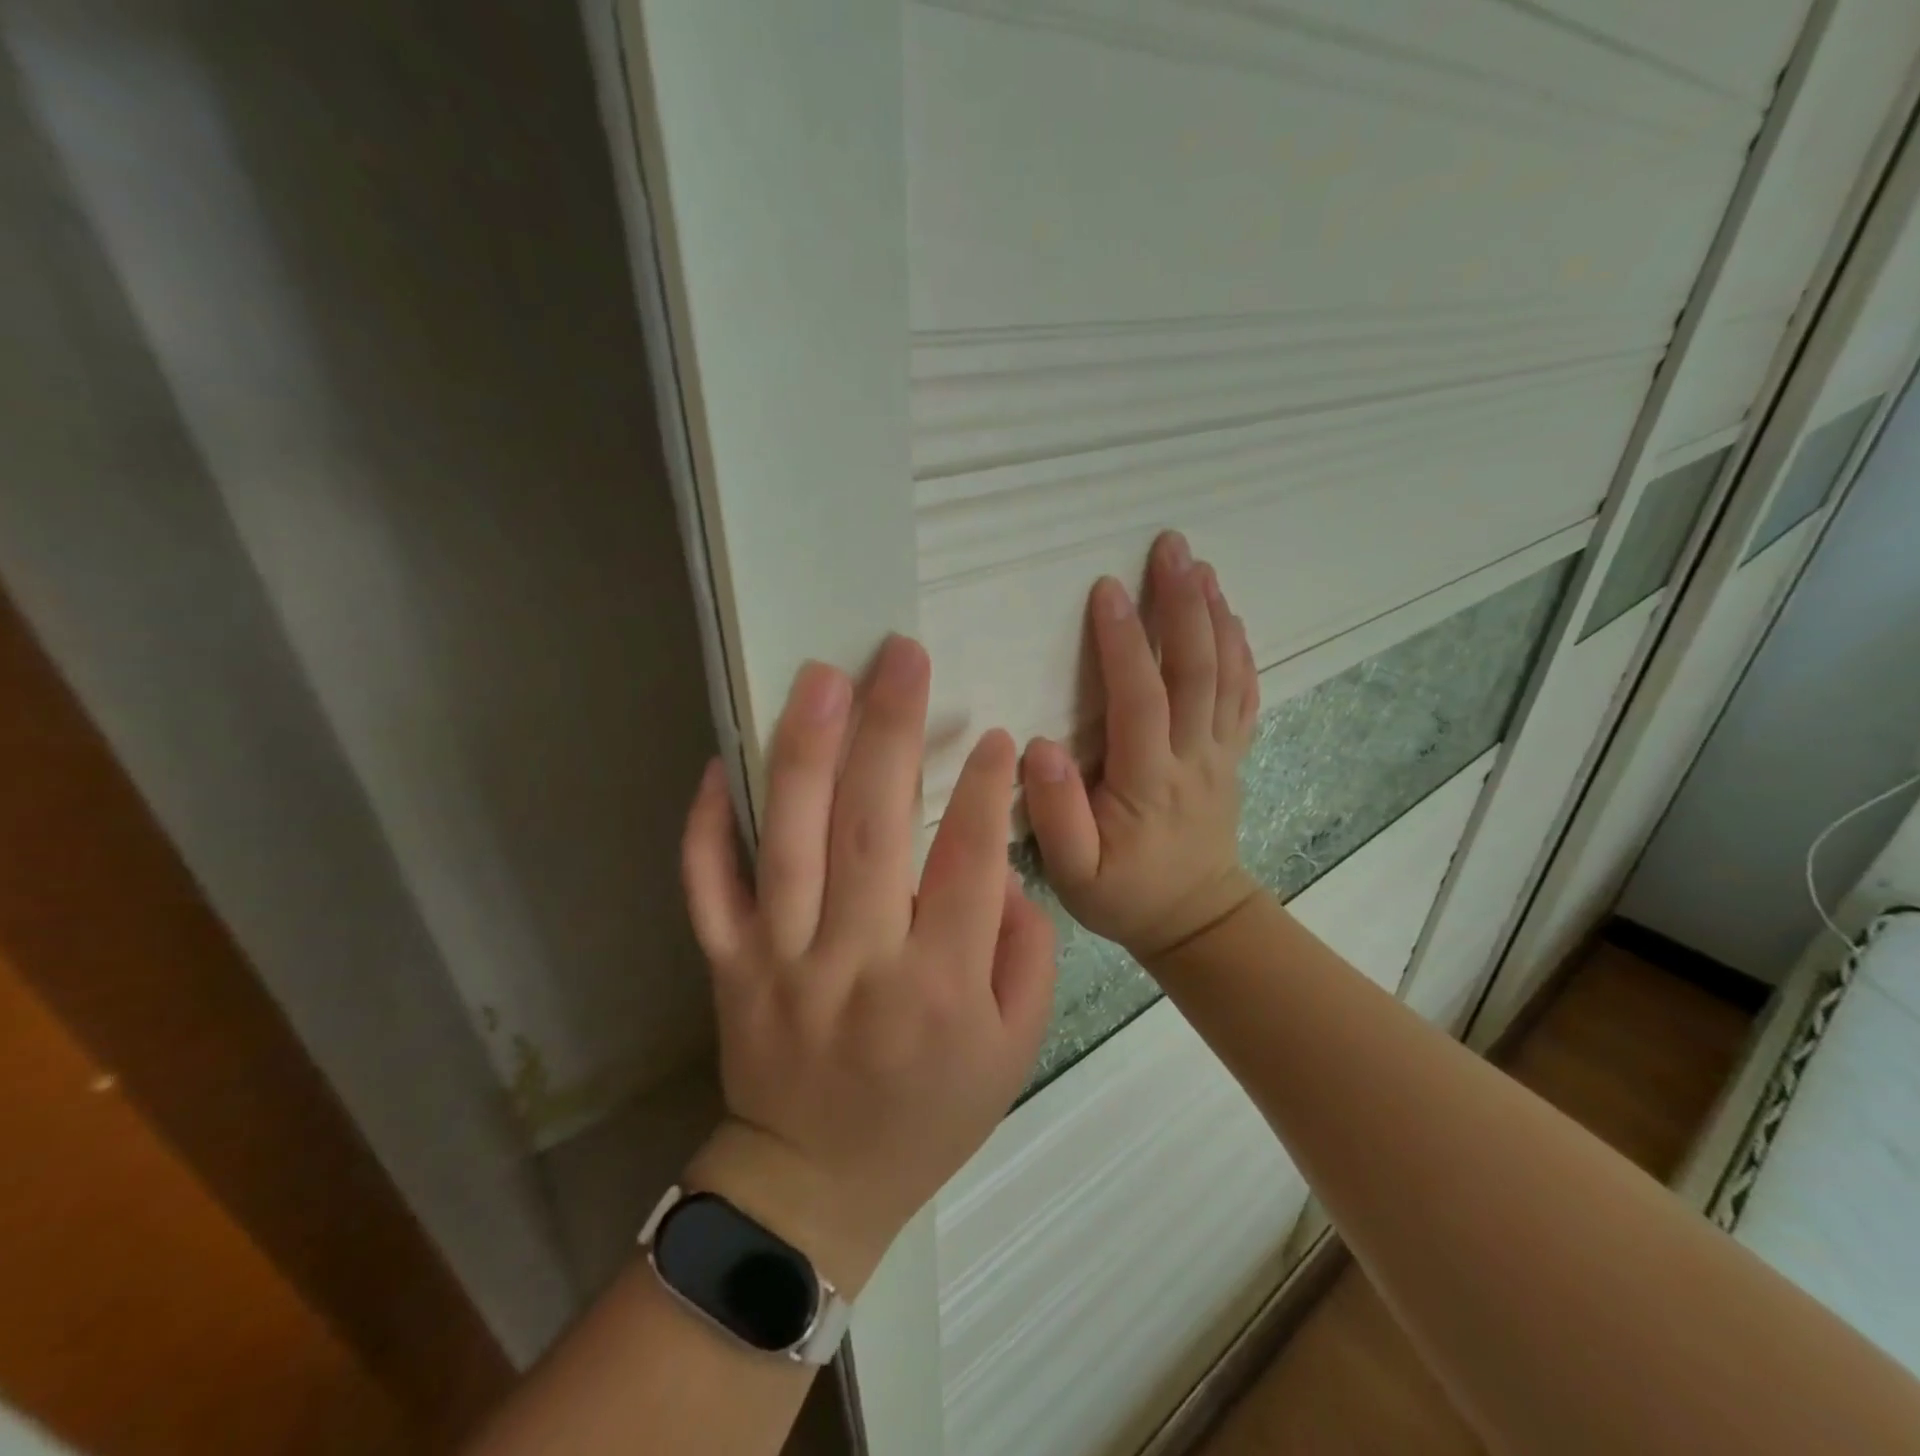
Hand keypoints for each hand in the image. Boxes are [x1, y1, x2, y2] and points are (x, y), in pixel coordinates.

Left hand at [679, 635, 1056, 1292]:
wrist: (816, 1184)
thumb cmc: (929, 1114)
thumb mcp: (1013, 1049)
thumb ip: (1025, 955)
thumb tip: (1006, 869)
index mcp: (938, 987)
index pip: (969, 863)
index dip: (987, 791)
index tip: (997, 735)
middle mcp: (857, 963)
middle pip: (874, 828)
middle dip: (892, 731)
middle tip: (901, 656)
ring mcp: (780, 961)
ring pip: (790, 840)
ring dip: (806, 750)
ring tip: (821, 677)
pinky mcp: (727, 966)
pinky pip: (707, 887)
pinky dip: (708, 823)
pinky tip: (721, 761)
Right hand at [1021, 531, 1260, 963]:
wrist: (1197, 920)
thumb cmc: (1125, 895)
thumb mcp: (1075, 875)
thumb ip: (1055, 815)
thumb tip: (1040, 746)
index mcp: (1148, 783)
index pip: (1139, 701)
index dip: (1124, 643)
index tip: (1107, 589)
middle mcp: (1192, 758)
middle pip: (1194, 671)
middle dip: (1182, 605)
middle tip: (1171, 547)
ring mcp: (1219, 754)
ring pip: (1224, 675)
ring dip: (1215, 615)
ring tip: (1201, 565)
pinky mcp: (1231, 755)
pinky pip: (1243, 696)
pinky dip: (1240, 650)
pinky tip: (1231, 616)